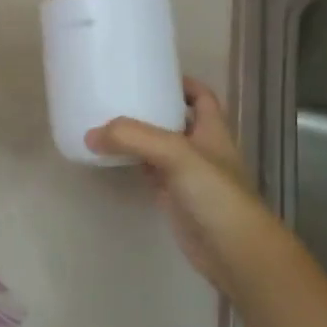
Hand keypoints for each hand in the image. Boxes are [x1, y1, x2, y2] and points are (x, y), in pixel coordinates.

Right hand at [85, 79, 288, 295]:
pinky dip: (133, 165)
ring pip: (160, 148)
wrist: (235, 251)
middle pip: (177, 121)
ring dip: (138, 138)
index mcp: (212, 131)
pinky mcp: (175, 200)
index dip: (183, 84)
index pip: (202, 97)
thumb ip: (134, 139)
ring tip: (107, 124)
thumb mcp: (177, 154)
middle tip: (118, 98)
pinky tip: (112, 160)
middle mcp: (202, 150)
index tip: (153, 74)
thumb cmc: (216, 195)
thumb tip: (91, 134)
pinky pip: (150, 174)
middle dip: (152, 108)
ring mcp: (188, 177)